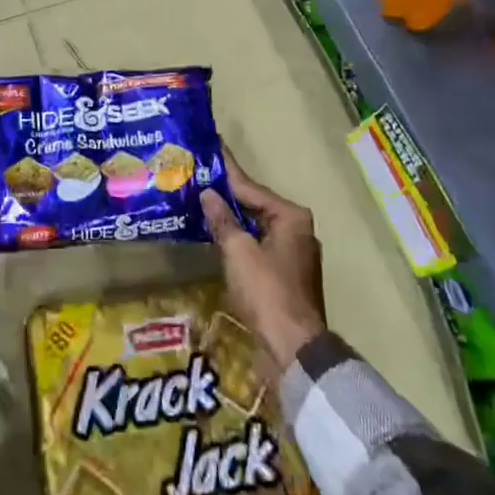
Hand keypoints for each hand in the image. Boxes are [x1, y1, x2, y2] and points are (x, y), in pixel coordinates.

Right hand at [201, 153, 326, 373]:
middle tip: (197, 175)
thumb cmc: (266, 291)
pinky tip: (216, 235)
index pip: (250, 186)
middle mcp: (297, 229)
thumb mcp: (238, 250)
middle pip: (254, 205)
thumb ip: (222, 219)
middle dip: (226, 193)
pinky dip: (238, 239)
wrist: (293, 349)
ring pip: (255, 227)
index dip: (226, 168)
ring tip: (200, 201)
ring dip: (230, 218)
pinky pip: (257, 246)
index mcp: (290, 216)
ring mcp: (293, 254)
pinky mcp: (286, 276)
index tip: (211, 145)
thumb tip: (208, 193)